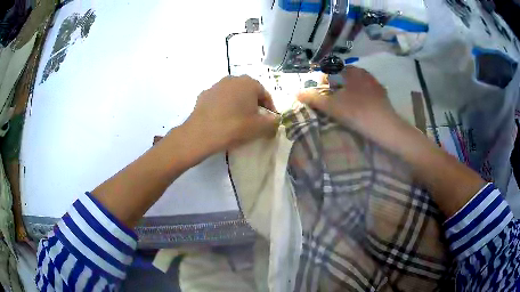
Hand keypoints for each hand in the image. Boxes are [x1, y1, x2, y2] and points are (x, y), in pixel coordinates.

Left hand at [182, 75, 278, 155]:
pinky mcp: (203, 95)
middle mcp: (232, 79)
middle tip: (255, 120)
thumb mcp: (260, 127)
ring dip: (238, 104)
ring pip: (233, 95)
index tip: (270, 121)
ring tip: (238, 120)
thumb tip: (275, 119)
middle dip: (254, 105)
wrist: (201, 134)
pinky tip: (222, 119)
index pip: (265, 94)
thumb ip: (273, 122)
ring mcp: (216, 86)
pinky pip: (219, 100)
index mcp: (248, 83)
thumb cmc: (234, 127)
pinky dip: (224, 107)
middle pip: (248, 92)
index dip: (270, 108)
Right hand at [297, 66, 398, 138]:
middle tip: (332, 99)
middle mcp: (363, 72)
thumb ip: (313, 98)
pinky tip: (359, 106)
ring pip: (356, 82)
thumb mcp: (332, 106)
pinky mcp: (382, 93)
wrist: (385, 126)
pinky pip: (366, 89)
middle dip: (335, 84)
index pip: (331, 69)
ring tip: (345, 103)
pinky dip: (360, 94)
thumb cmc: (356, 112)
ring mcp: (374, 82)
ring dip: (348, 89)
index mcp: (350, 71)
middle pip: (344, 75)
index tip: (321, 93)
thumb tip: (296, 93)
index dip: (322, 80)